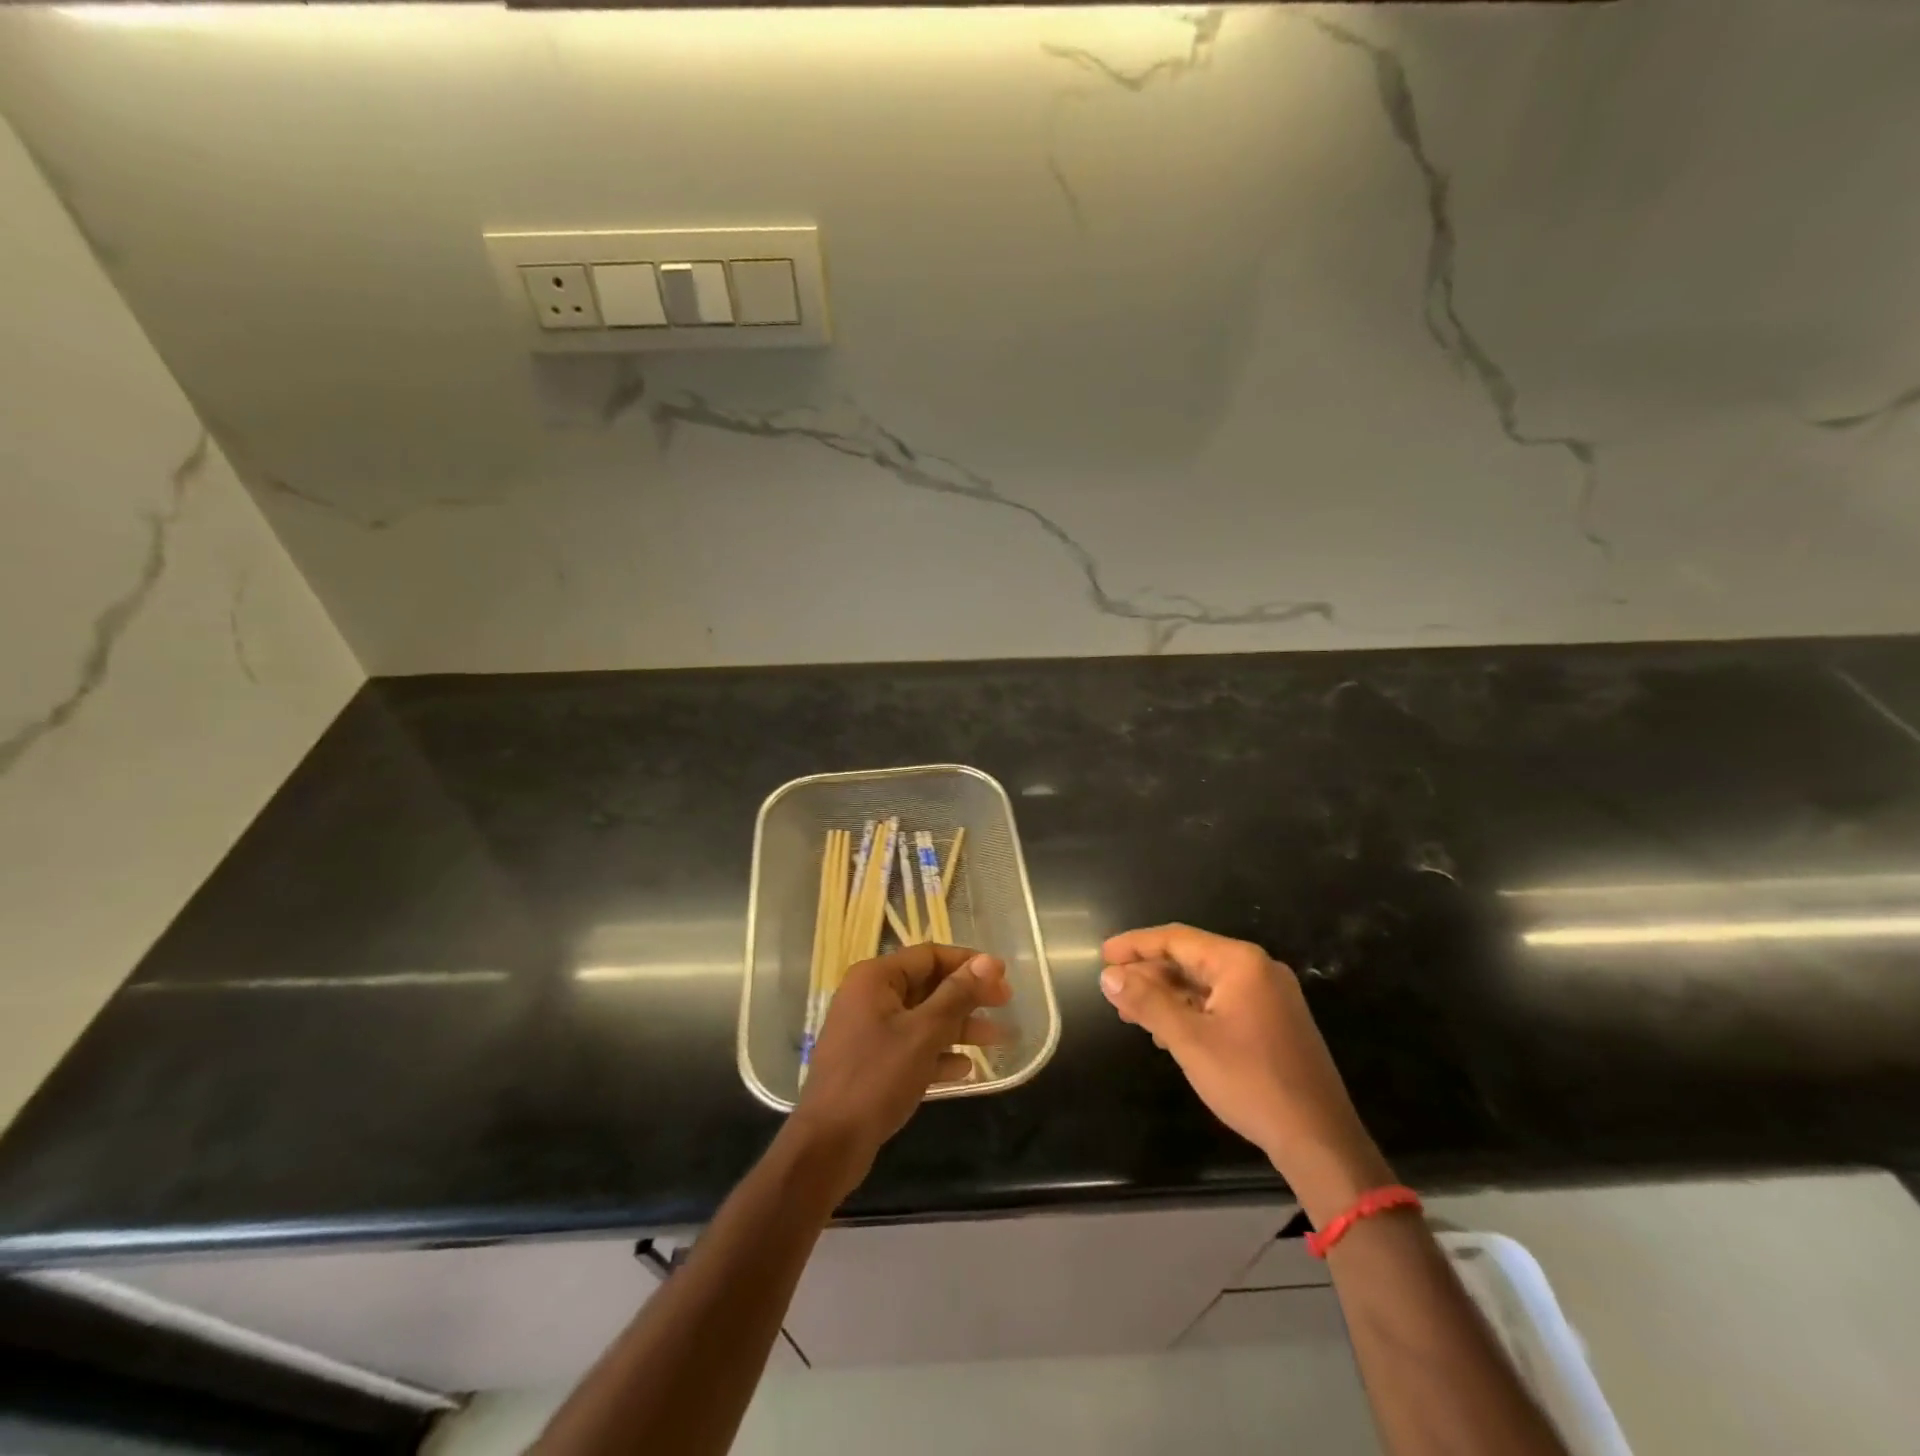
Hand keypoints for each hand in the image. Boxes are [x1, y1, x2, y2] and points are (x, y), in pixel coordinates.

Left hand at [791, 943, 1009, 1189]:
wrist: (828, 1144)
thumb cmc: (877, 1078)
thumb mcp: (924, 1033)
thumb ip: (957, 995)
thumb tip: (990, 961)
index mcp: (875, 978)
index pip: (929, 955)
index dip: (968, 963)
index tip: (1003, 976)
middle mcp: (869, 996)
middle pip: (928, 986)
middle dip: (967, 996)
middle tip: (1005, 1004)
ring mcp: (868, 1031)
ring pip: (922, 1018)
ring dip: (958, 1027)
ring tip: (998, 1039)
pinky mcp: (871, 1062)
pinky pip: (911, 1047)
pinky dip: (937, 1053)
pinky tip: (964, 1069)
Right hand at [1100, 924, 1390, 1214]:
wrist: (1319, 1140)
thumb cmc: (1250, 1082)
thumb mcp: (1189, 1040)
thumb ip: (1147, 1002)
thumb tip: (1109, 976)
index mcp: (1240, 963)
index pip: (1176, 939)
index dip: (1135, 945)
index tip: (1102, 956)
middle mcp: (1257, 969)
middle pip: (1190, 958)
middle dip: (1149, 974)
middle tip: (1113, 992)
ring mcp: (1270, 996)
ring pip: (1205, 983)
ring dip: (1167, 995)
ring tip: (1133, 1015)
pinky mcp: (1274, 1021)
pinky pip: (1222, 1002)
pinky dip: (1191, 1011)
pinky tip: (1168, 1032)